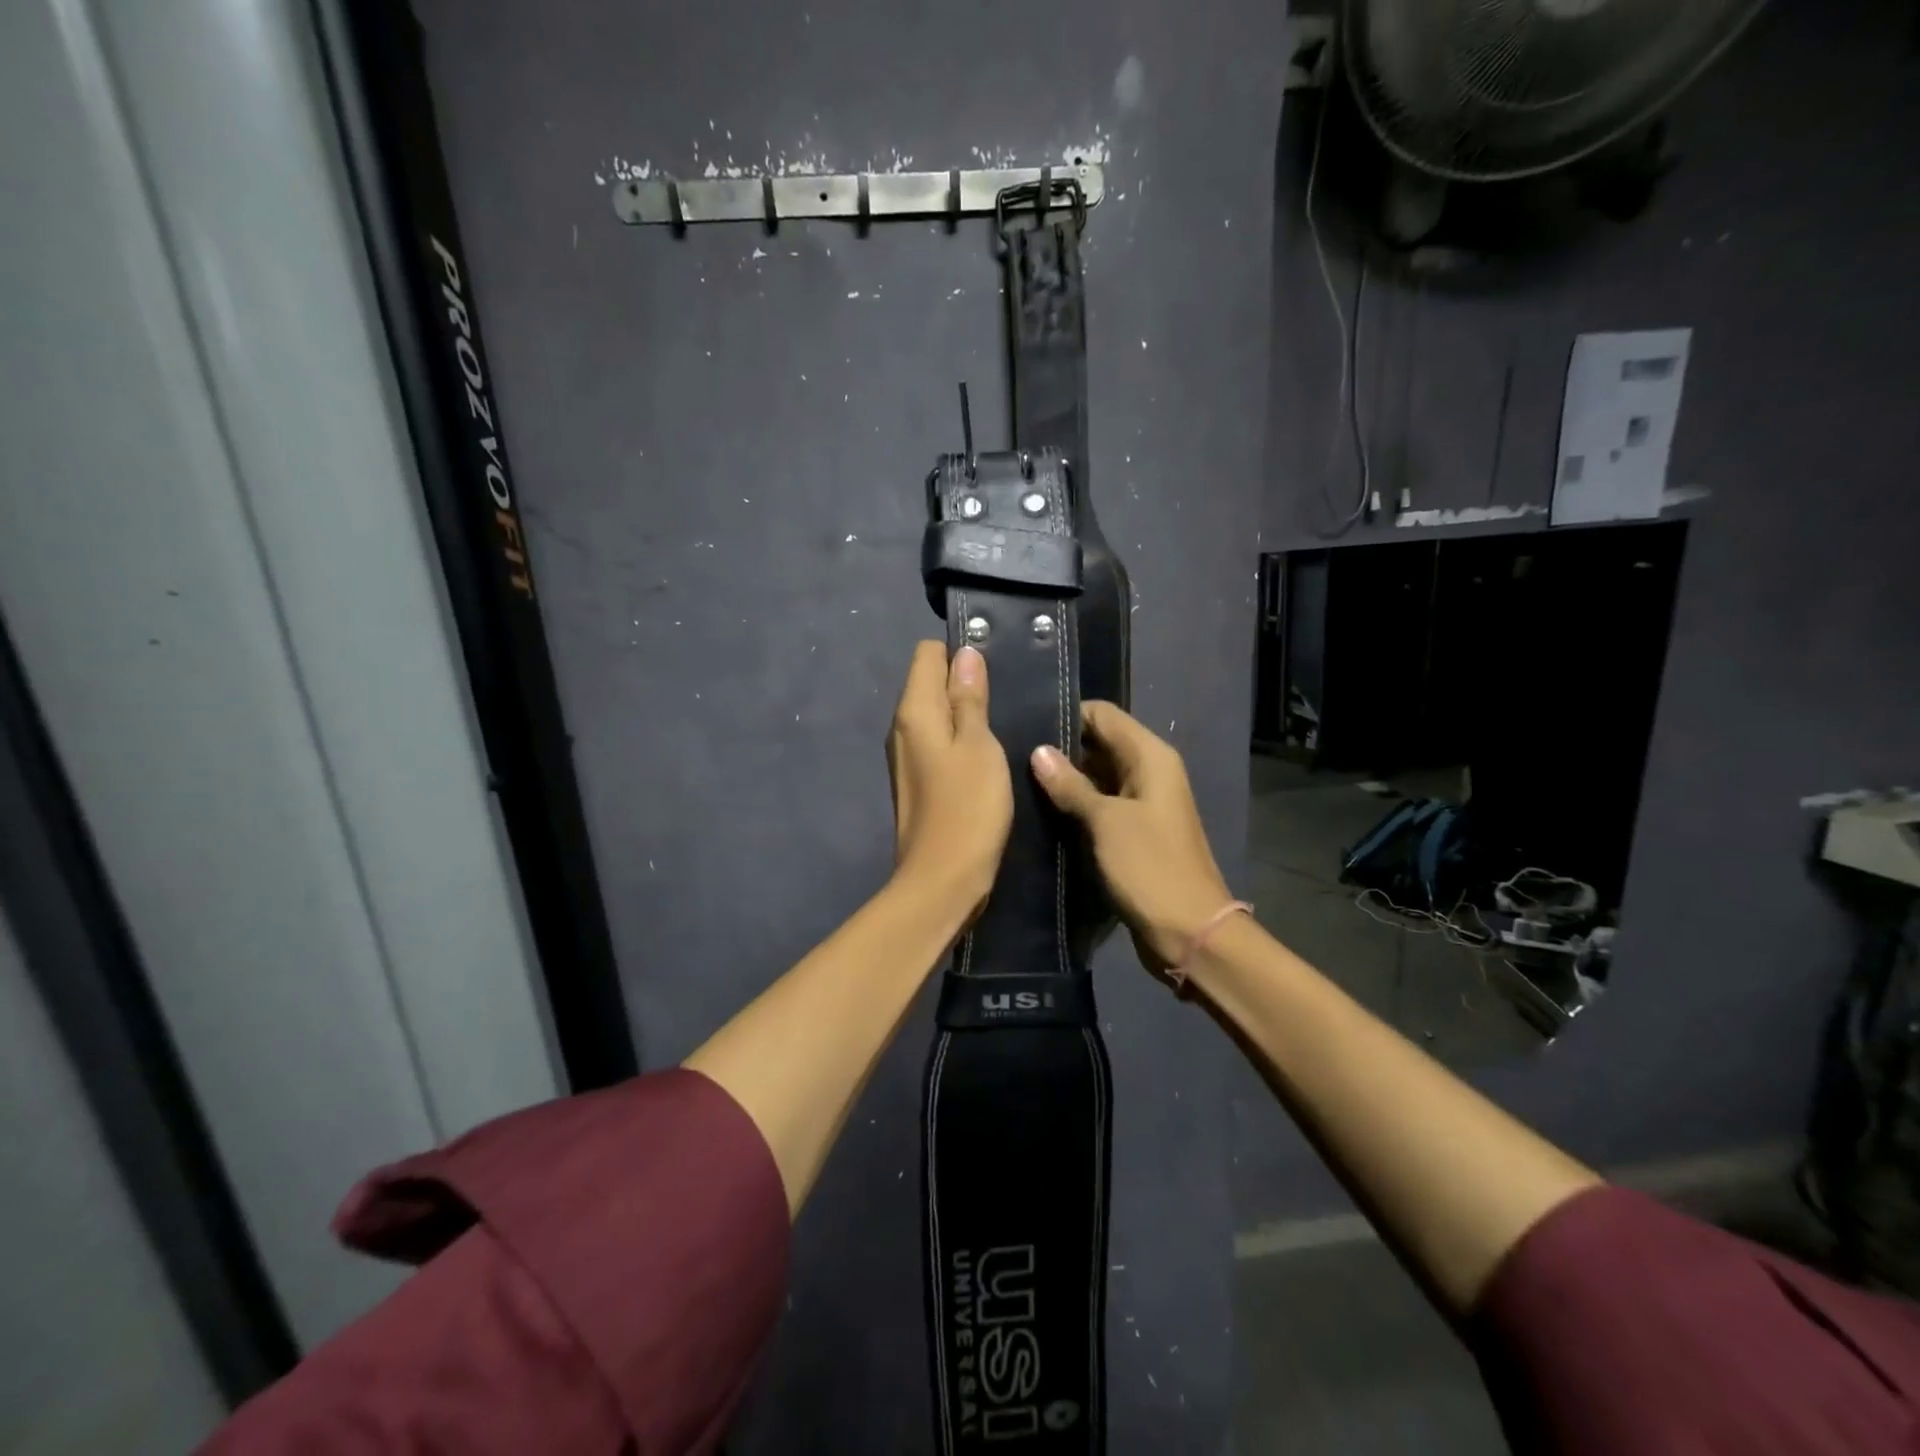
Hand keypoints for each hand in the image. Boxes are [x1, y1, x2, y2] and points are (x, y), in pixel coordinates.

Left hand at [887, 641, 1013, 916]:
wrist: (942, 879)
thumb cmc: (968, 808)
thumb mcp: (980, 746)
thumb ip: (970, 698)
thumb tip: (965, 654)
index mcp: (914, 711)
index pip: (927, 653)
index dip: (960, 654)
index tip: (993, 672)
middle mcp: (901, 727)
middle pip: (929, 682)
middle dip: (963, 682)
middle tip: (1004, 699)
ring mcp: (906, 755)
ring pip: (934, 713)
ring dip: (963, 713)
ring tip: (999, 726)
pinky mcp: (916, 780)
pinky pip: (936, 741)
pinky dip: (958, 740)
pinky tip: (984, 756)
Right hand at [1031, 703, 1232, 972]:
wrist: (1190, 931)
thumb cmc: (1150, 867)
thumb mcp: (1105, 822)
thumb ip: (1071, 785)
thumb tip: (1039, 751)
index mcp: (1150, 757)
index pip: (1103, 714)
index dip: (1067, 715)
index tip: (1025, 726)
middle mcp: (1149, 771)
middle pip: (1100, 743)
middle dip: (1061, 749)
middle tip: (1012, 757)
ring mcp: (1142, 803)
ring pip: (1097, 775)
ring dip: (1066, 779)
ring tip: (1017, 781)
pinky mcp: (1134, 831)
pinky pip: (1101, 805)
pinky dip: (1076, 805)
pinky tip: (1041, 810)